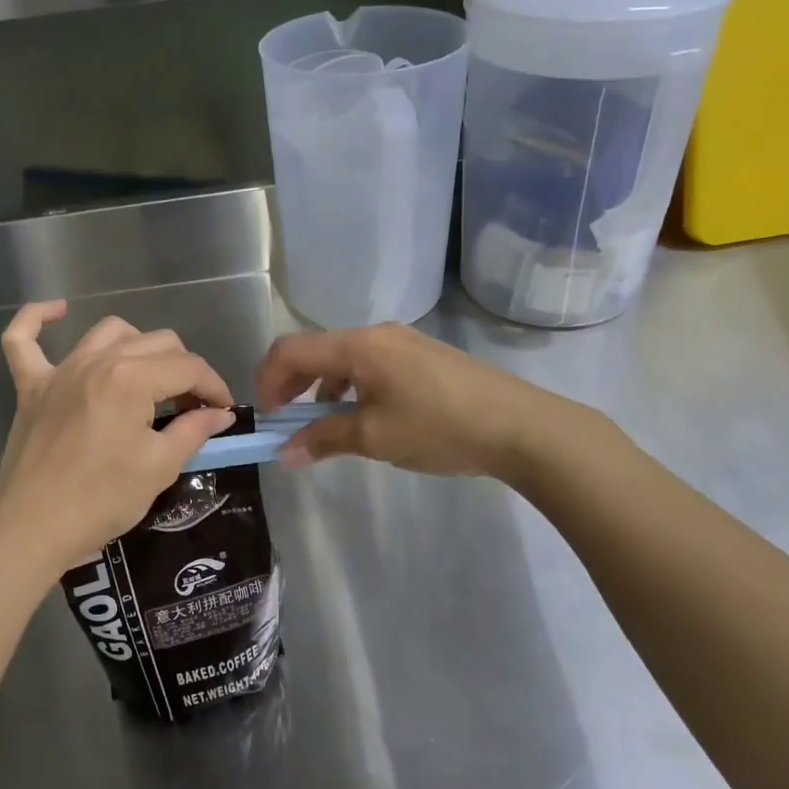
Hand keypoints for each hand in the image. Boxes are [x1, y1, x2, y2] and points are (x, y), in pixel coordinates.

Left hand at [0, 301, 236, 576]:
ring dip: (139, 346)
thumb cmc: (101, 500)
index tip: (224, 412)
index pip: (189, 367)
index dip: (214, 387)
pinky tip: (57, 311)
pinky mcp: (30, 386)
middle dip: (185, 370)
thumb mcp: (159, 467)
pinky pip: (23, 339)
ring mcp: (59, 370)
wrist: (31, 529)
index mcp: (132, 379)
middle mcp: (97, 361)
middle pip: (157, 343)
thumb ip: (194, 430)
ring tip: (150, 378)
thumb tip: (221, 413)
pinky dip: (37, 319)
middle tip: (192, 408)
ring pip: (110, 332)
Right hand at [255, 322, 582, 478]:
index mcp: (359, 346)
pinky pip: (370, 365)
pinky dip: (351, 388)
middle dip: (293, 385)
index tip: (266, 417)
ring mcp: (403, 342)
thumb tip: (284, 453)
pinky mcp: (422, 357)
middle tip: (288, 424)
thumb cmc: (440, 428)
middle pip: (316, 350)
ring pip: (343, 358)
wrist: (521, 426)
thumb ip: (324, 440)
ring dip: (323, 389)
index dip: (268, 380)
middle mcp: (376, 334)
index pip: (291, 349)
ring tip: (327, 427)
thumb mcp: (376, 437)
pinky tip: (366, 418)